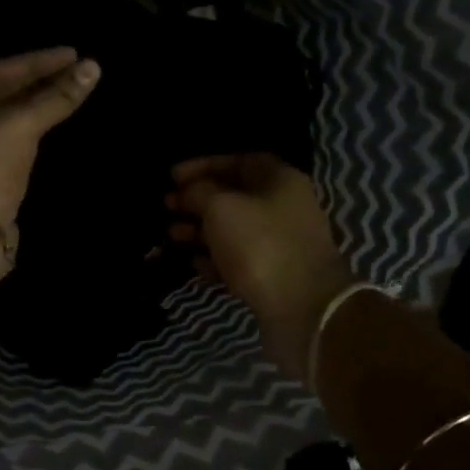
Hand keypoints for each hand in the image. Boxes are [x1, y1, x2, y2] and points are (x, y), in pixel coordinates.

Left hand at [0, 42, 101, 228]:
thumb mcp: (21, 126)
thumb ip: (55, 97)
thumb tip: (93, 67)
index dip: (39, 61)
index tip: (74, 53)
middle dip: (36, 81)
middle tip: (74, 69)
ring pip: (0, 116)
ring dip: (33, 105)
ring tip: (67, 90)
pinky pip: (3, 138)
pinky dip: (26, 128)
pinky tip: (48, 122)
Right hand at [166, 153, 354, 380]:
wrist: (303, 308)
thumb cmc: (260, 245)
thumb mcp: (221, 207)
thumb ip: (199, 191)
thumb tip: (188, 192)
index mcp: (279, 181)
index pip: (239, 161)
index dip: (204, 164)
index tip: (173, 177)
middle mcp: (283, 207)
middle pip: (234, 195)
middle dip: (197, 199)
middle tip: (167, 206)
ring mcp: (279, 243)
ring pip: (232, 229)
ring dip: (200, 229)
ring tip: (172, 235)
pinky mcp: (272, 275)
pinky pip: (237, 259)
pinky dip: (214, 258)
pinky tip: (193, 264)